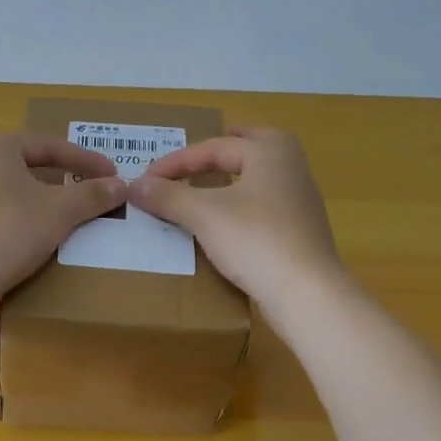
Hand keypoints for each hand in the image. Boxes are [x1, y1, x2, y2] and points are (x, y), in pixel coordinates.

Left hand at [0, 133, 126, 318]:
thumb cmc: (9, 232)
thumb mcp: (59, 211)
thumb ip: (92, 194)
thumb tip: (121, 185)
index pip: (51, 145)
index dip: (86, 159)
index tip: (113, 174)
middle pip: (34, 167)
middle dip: (68, 180)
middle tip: (97, 192)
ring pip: (21, 193)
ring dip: (51, 203)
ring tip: (78, 216)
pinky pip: (7, 215)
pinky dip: (31, 221)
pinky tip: (47, 239)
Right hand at [128, 127, 344, 310]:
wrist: (306, 293)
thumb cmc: (255, 240)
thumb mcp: (203, 215)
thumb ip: (168, 196)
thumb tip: (133, 185)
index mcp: (270, 152)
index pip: (213, 147)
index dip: (175, 162)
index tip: (145, 180)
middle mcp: (291, 167)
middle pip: (252, 147)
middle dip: (223, 149)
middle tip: (198, 153)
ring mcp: (301, 200)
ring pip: (260, 176)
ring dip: (232, 176)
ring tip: (207, 185)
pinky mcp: (301, 230)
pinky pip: (265, 203)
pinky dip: (242, 202)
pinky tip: (227, 220)